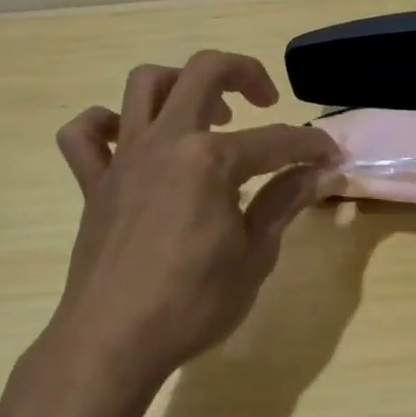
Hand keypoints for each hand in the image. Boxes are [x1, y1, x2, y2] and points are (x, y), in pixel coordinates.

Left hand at [48, 51, 338, 381]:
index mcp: (210, 159)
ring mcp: (124, 158)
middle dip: (246, 74)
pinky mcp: (94, 183)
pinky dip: (105, 124)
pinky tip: (132, 139)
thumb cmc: (192, 303)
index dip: (311, 145)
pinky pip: (84, 135)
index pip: (276, 140)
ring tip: (206, 115)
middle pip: (204, 72)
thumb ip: (285, 202)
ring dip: (180, 83)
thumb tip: (320, 172)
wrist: (111, 344)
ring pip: (144, 84)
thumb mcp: (255, 254)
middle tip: (266, 101)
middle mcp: (166, 141)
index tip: (331, 156)